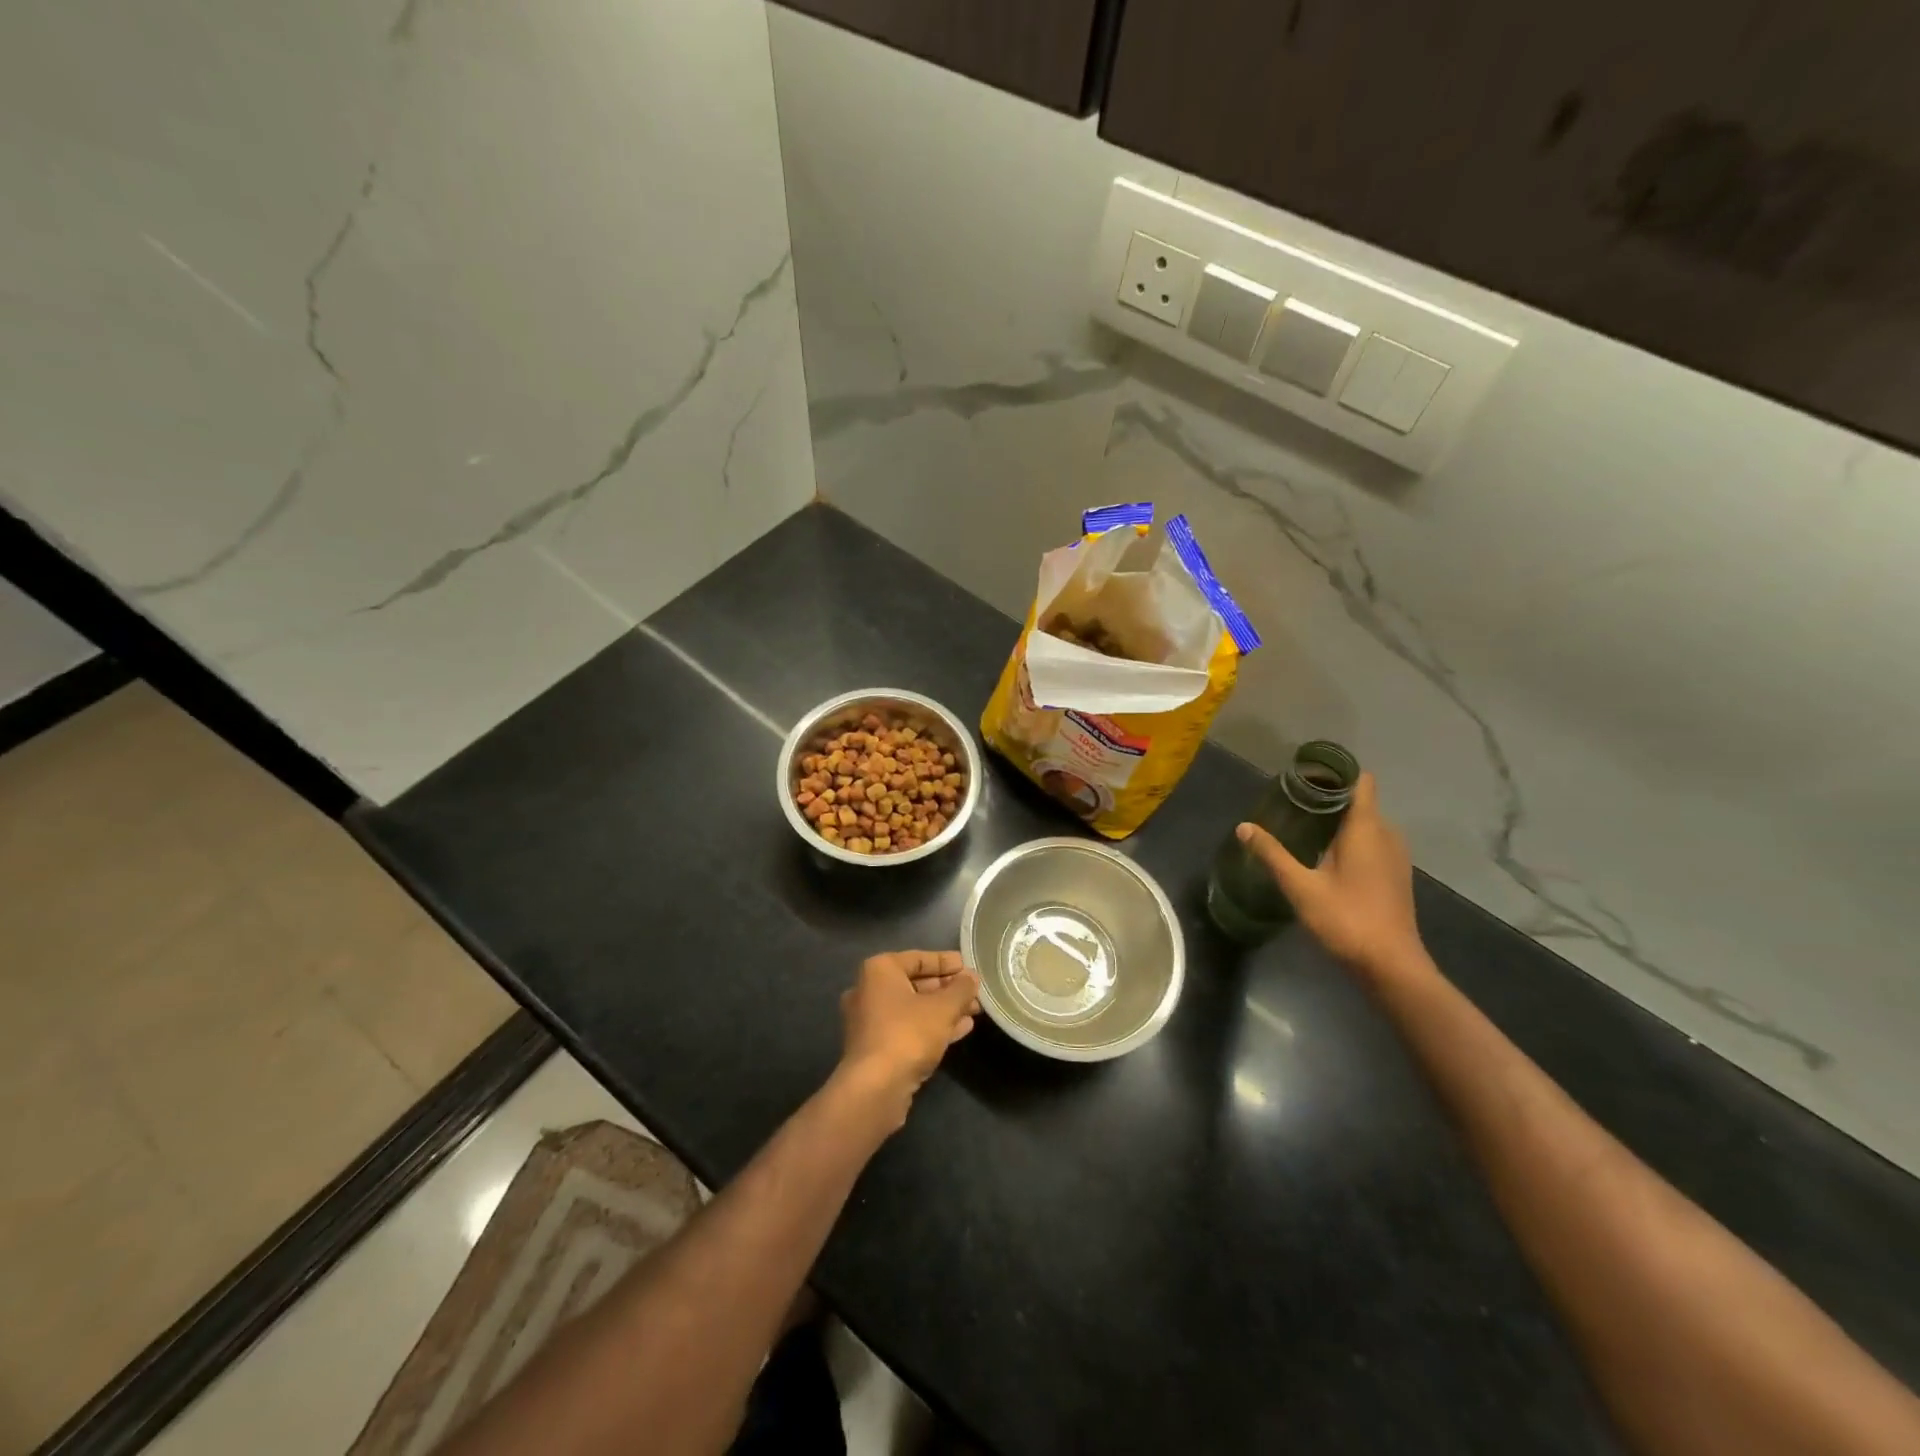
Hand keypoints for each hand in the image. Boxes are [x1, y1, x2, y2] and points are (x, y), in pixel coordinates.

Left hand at [836, 950, 979, 1126]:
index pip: (918, 958)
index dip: (946, 962)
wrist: (875, 1088)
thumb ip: (961, 989)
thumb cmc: (908, 1034)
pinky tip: (960, 1030)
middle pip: (915, 984)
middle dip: (947, 989)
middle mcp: (869, 991)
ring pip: (913, 1009)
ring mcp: (870, 1022)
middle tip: (974, 992)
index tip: (968, 967)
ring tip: (973, 1011)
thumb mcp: (943, 1008)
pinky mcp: (875, 1048)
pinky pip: (908, 1028)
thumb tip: (972, 976)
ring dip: (943, 1009)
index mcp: (879, 970)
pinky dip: (932, 1026)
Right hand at [1236, 773, 1428, 982]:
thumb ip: (1272, 854)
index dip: (1336, 773)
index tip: (1305, 775)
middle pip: (1360, 801)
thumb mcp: (1301, 887)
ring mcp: (1395, 857)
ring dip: (1340, 820)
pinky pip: (1373, 843)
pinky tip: (1324, 856)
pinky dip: (1351, 840)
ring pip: (1367, 824)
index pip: (1360, 781)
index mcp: (1367, 829)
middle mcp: (1387, 835)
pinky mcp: (1395, 877)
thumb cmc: (1347, 919)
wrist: (1391, 966)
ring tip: (1303, 826)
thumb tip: (1243, 827)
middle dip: (1330, 797)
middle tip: (1292, 802)